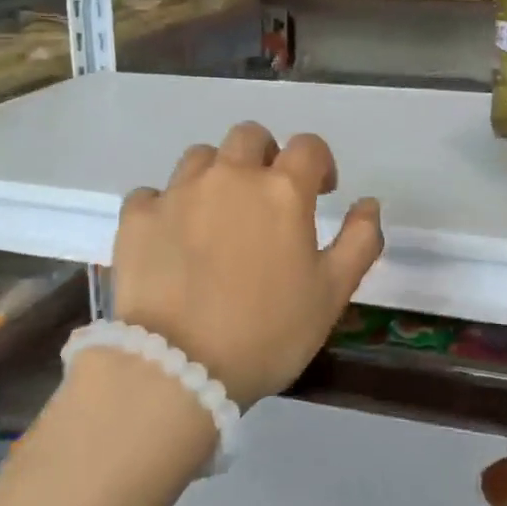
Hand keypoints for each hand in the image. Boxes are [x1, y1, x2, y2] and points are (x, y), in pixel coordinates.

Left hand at [110, 122, 383, 408]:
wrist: (178, 368)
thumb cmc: (267, 332)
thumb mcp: (331, 294)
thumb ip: (360, 241)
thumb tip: (369, 203)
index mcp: (281, 190)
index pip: (308, 146)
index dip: (319, 163)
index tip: (320, 191)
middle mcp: (229, 176)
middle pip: (249, 137)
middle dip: (265, 156)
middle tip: (267, 197)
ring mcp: (178, 192)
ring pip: (201, 157)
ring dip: (216, 174)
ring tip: (218, 215)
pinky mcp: (137, 217)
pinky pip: (153, 193)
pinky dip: (166, 206)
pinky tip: (171, 237)